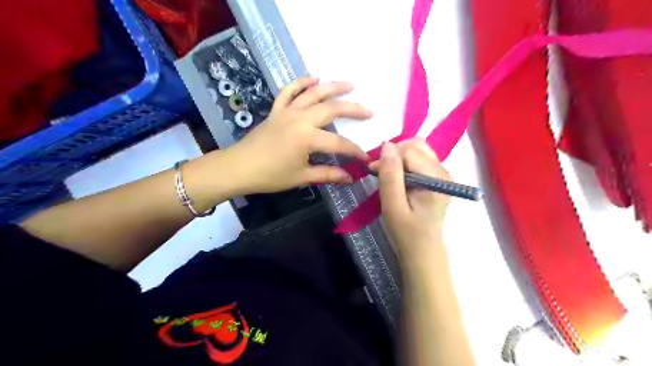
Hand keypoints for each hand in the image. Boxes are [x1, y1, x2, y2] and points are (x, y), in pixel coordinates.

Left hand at [224, 76, 370, 195]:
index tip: (366, 158)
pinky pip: (289, 91)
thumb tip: (350, 177)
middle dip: (353, 110)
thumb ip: (328, 174)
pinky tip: (314, 77)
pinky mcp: (276, 110)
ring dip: (333, 87)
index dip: (355, 151)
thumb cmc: (270, 175)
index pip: (339, 143)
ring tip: (350, 84)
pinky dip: (301, 82)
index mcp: (307, 138)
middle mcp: (300, 118)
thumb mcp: (301, 177)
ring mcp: (287, 111)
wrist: (238, 168)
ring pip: (314, 94)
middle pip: (332, 109)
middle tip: (369, 112)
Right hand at [375, 139, 451, 260]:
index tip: (373, 171)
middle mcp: (443, 171)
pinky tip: (397, 179)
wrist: (422, 249)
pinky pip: (418, 158)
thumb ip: (390, 176)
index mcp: (436, 178)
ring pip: (417, 149)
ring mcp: (442, 173)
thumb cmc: (406, 232)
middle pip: (416, 145)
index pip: (409, 150)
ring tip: (388, 176)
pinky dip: (403, 163)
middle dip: (394, 154)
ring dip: (398, 158)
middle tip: (381, 172)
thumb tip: (386, 145)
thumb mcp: (393, 205)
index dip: (388, 157)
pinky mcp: (437, 176)